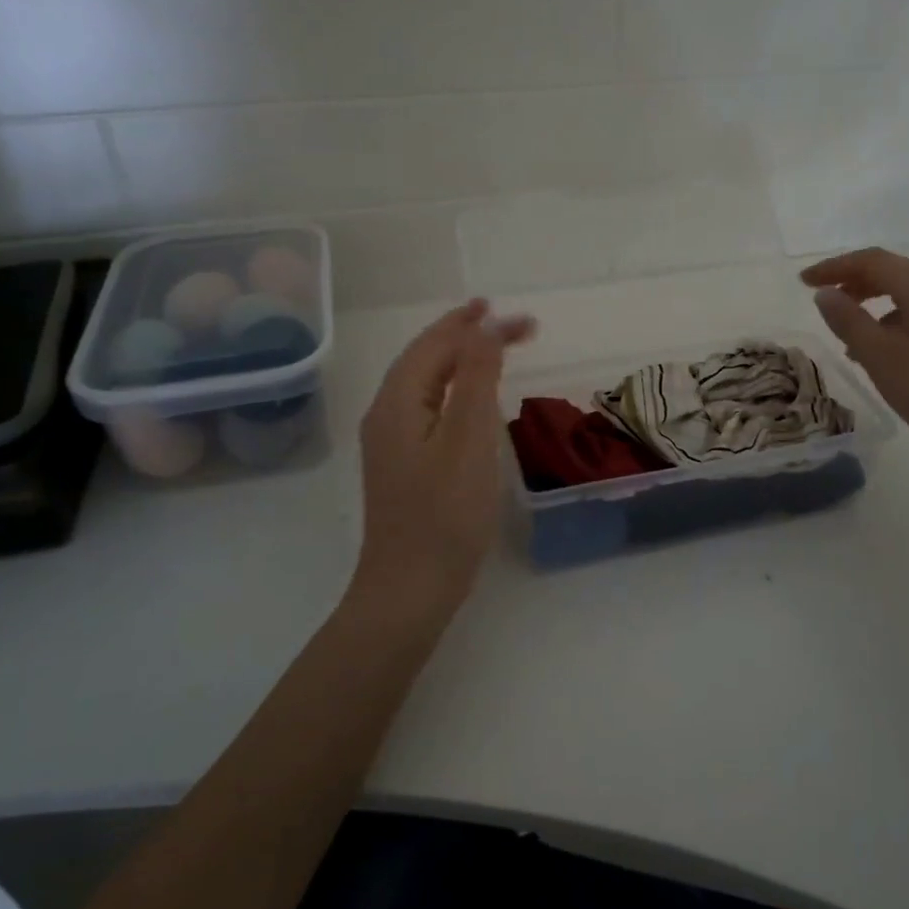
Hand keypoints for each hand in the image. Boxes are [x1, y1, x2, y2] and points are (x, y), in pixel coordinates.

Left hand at [354, 299, 534, 617]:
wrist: (409, 590)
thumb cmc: (445, 515)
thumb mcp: (468, 439)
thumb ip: (477, 377)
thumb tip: (484, 326)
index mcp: (398, 402)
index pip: (437, 344)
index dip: (476, 324)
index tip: (522, 319)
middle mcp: (386, 414)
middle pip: (423, 358)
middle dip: (463, 333)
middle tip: (501, 318)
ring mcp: (390, 442)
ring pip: (423, 383)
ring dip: (457, 358)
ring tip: (488, 345)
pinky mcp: (401, 465)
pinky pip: (426, 407)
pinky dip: (452, 388)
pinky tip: (468, 399)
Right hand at [801, 248, 908, 478]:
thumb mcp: (881, 358)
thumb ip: (849, 322)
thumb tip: (826, 294)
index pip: (872, 261)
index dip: (834, 267)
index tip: (803, 282)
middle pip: (893, 273)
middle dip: (853, 282)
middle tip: (824, 303)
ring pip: (908, 296)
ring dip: (873, 305)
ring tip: (849, 337)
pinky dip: (894, 323)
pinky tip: (886, 356)